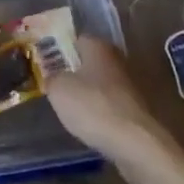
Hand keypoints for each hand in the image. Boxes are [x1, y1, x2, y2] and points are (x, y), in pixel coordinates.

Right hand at [47, 38, 170, 164]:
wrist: (134, 143)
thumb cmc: (92, 107)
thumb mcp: (58, 90)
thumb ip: (51, 78)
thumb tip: (53, 77)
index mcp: (98, 46)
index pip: (76, 40)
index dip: (60, 51)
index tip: (47, 66)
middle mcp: (117, 59)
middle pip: (90, 62)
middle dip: (75, 73)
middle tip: (56, 87)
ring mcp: (130, 85)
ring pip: (101, 85)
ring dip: (89, 94)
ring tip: (71, 110)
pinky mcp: (136, 109)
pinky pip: (111, 105)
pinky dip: (101, 112)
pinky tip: (90, 125)